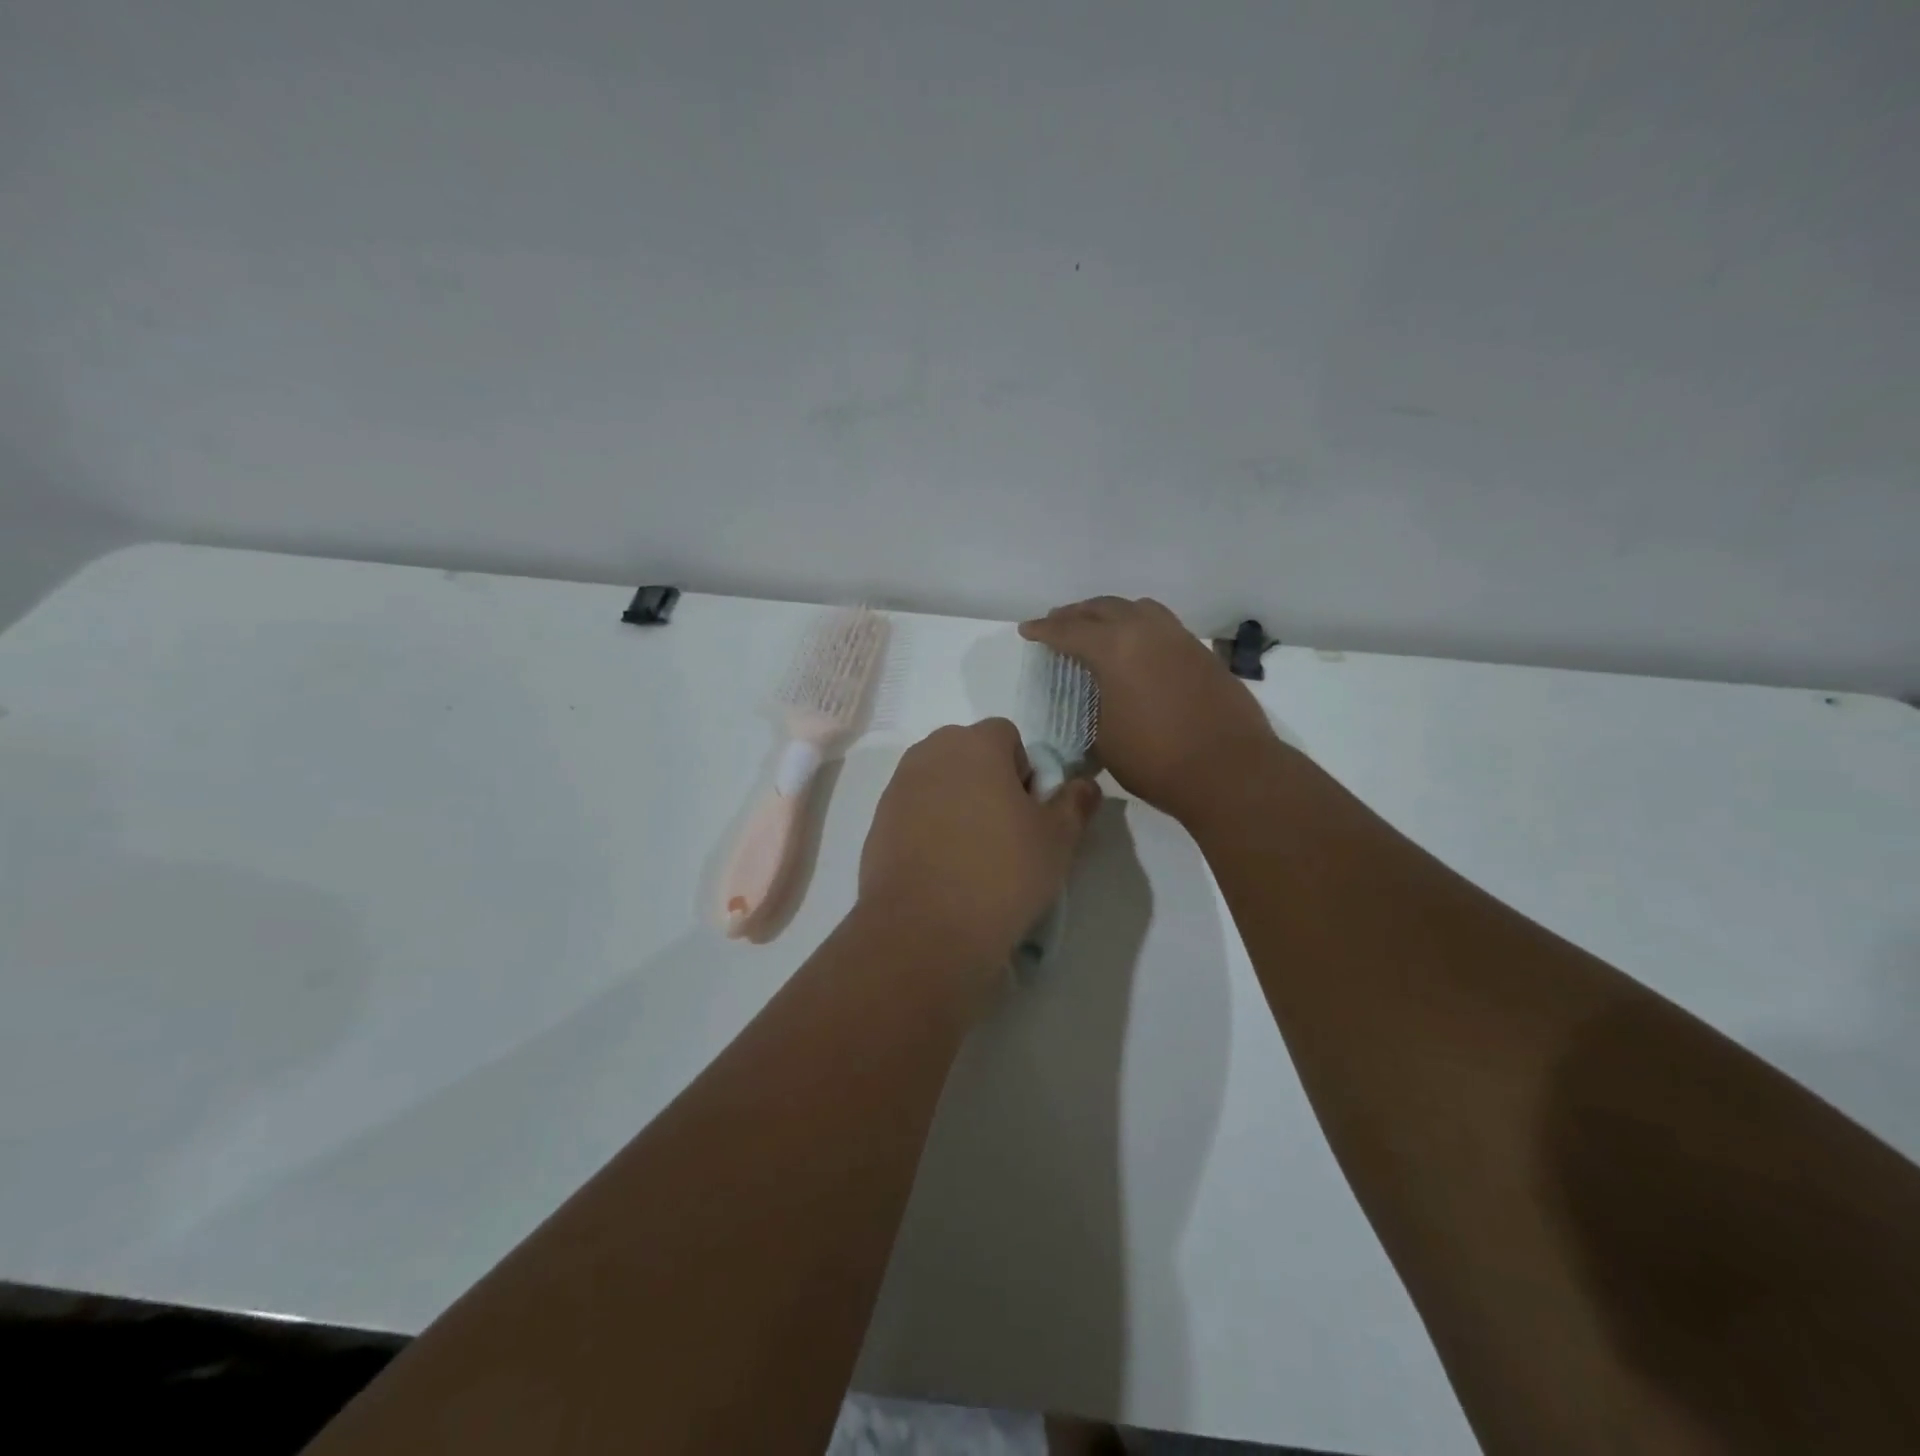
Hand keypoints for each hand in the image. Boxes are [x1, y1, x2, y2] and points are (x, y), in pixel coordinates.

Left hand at [859, 719, 1101, 973]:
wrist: (923, 930)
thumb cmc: (1000, 872)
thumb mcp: (1057, 840)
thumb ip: (1074, 803)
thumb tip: (1084, 786)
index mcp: (974, 743)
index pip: (1006, 735)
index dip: (1024, 770)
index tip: (1029, 812)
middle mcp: (930, 753)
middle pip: (969, 754)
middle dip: (989, 781)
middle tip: (1006, 832)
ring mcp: (898, 787)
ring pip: (940, 782)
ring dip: (959, 804)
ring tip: (973, 854)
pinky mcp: (878, 822)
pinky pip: (915, 811)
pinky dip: (931, 827)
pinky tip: (943, 868)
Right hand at [1021, 597, 1277, 823]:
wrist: (1229, 770)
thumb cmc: (1156, 760)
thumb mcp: (1104, 739)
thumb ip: (1094, 706)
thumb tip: (1097, 698)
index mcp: (1115, 649)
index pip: (1069, 631)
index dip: (1044, 630)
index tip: (1027, 631)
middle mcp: (1146, 631)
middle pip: (1103, 608)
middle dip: (1075, 614)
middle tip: (1057, 622)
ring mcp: (1179, 639)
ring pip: (1137, 608)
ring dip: (1110, 613)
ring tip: (1097, 626)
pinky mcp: (1201, 653)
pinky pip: (1162, 624)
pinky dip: (1139, 625)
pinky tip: (1136, 645)